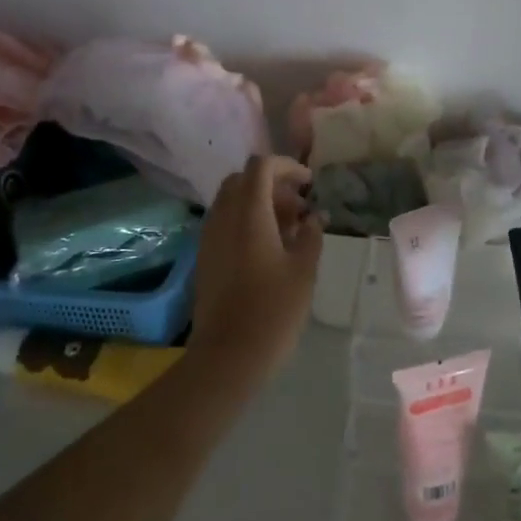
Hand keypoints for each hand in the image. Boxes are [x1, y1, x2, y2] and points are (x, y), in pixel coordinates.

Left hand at [189, 155, 323, 373]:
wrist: (229, 354)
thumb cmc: (274, 310)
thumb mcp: (304, 270)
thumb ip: (311, 235)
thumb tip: (314, 217)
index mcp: (249, 214)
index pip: (261, 166)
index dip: (287, 166)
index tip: (309, 184)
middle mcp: (223, 217)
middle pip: (242, 180)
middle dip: (272, 184)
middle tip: (298, 207)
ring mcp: (209, 237)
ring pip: (231, 201)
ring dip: (259, 203)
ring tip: (288, 230)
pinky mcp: (205, 257)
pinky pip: (224, 223)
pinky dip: (246, 222)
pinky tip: (268, 249)